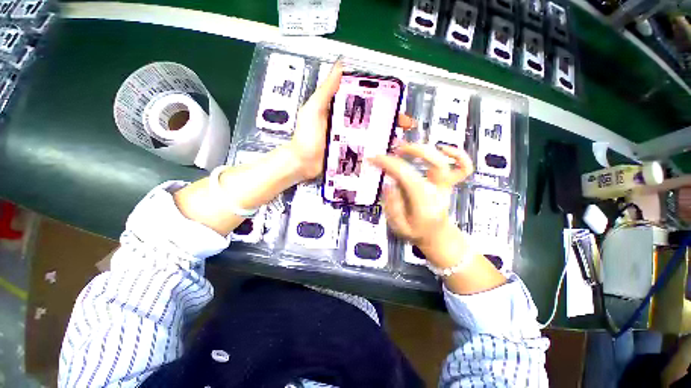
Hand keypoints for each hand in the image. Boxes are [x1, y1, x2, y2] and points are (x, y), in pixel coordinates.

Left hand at [286, 62, 417, 180]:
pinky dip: (378, 152)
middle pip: (373, 120)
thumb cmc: (305, 137)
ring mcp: (351, 141)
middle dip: (391, 121)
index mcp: (342, 111)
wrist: (301, 164)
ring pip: (373, 136)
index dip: (382, 102)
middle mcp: (349, 125)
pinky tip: (388, 154)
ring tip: (402, 141)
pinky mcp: (351, 155)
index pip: (366, 103)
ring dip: (388, 137)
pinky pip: (367, 151)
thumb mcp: (312, 110)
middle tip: (406, 125)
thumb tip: (340, 65)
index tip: (397, 104)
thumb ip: (325, 91)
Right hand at [369, 143, 472, 248]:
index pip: (406, 175)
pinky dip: (458, 155)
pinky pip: (463, 168)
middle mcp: (436, 190)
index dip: (389, 163)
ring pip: (444, 162)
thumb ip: (392, 207)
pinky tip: (443, 149)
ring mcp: (445, 186)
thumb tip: (389, 186)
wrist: (437, 237)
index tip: (374, 159)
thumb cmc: (416, 232)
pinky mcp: (449, 184)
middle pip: (433, 163)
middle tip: (393, 150)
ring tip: (404, 147)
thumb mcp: (399, 227)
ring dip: (425, 150)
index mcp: (423, 201)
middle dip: (412, 151)